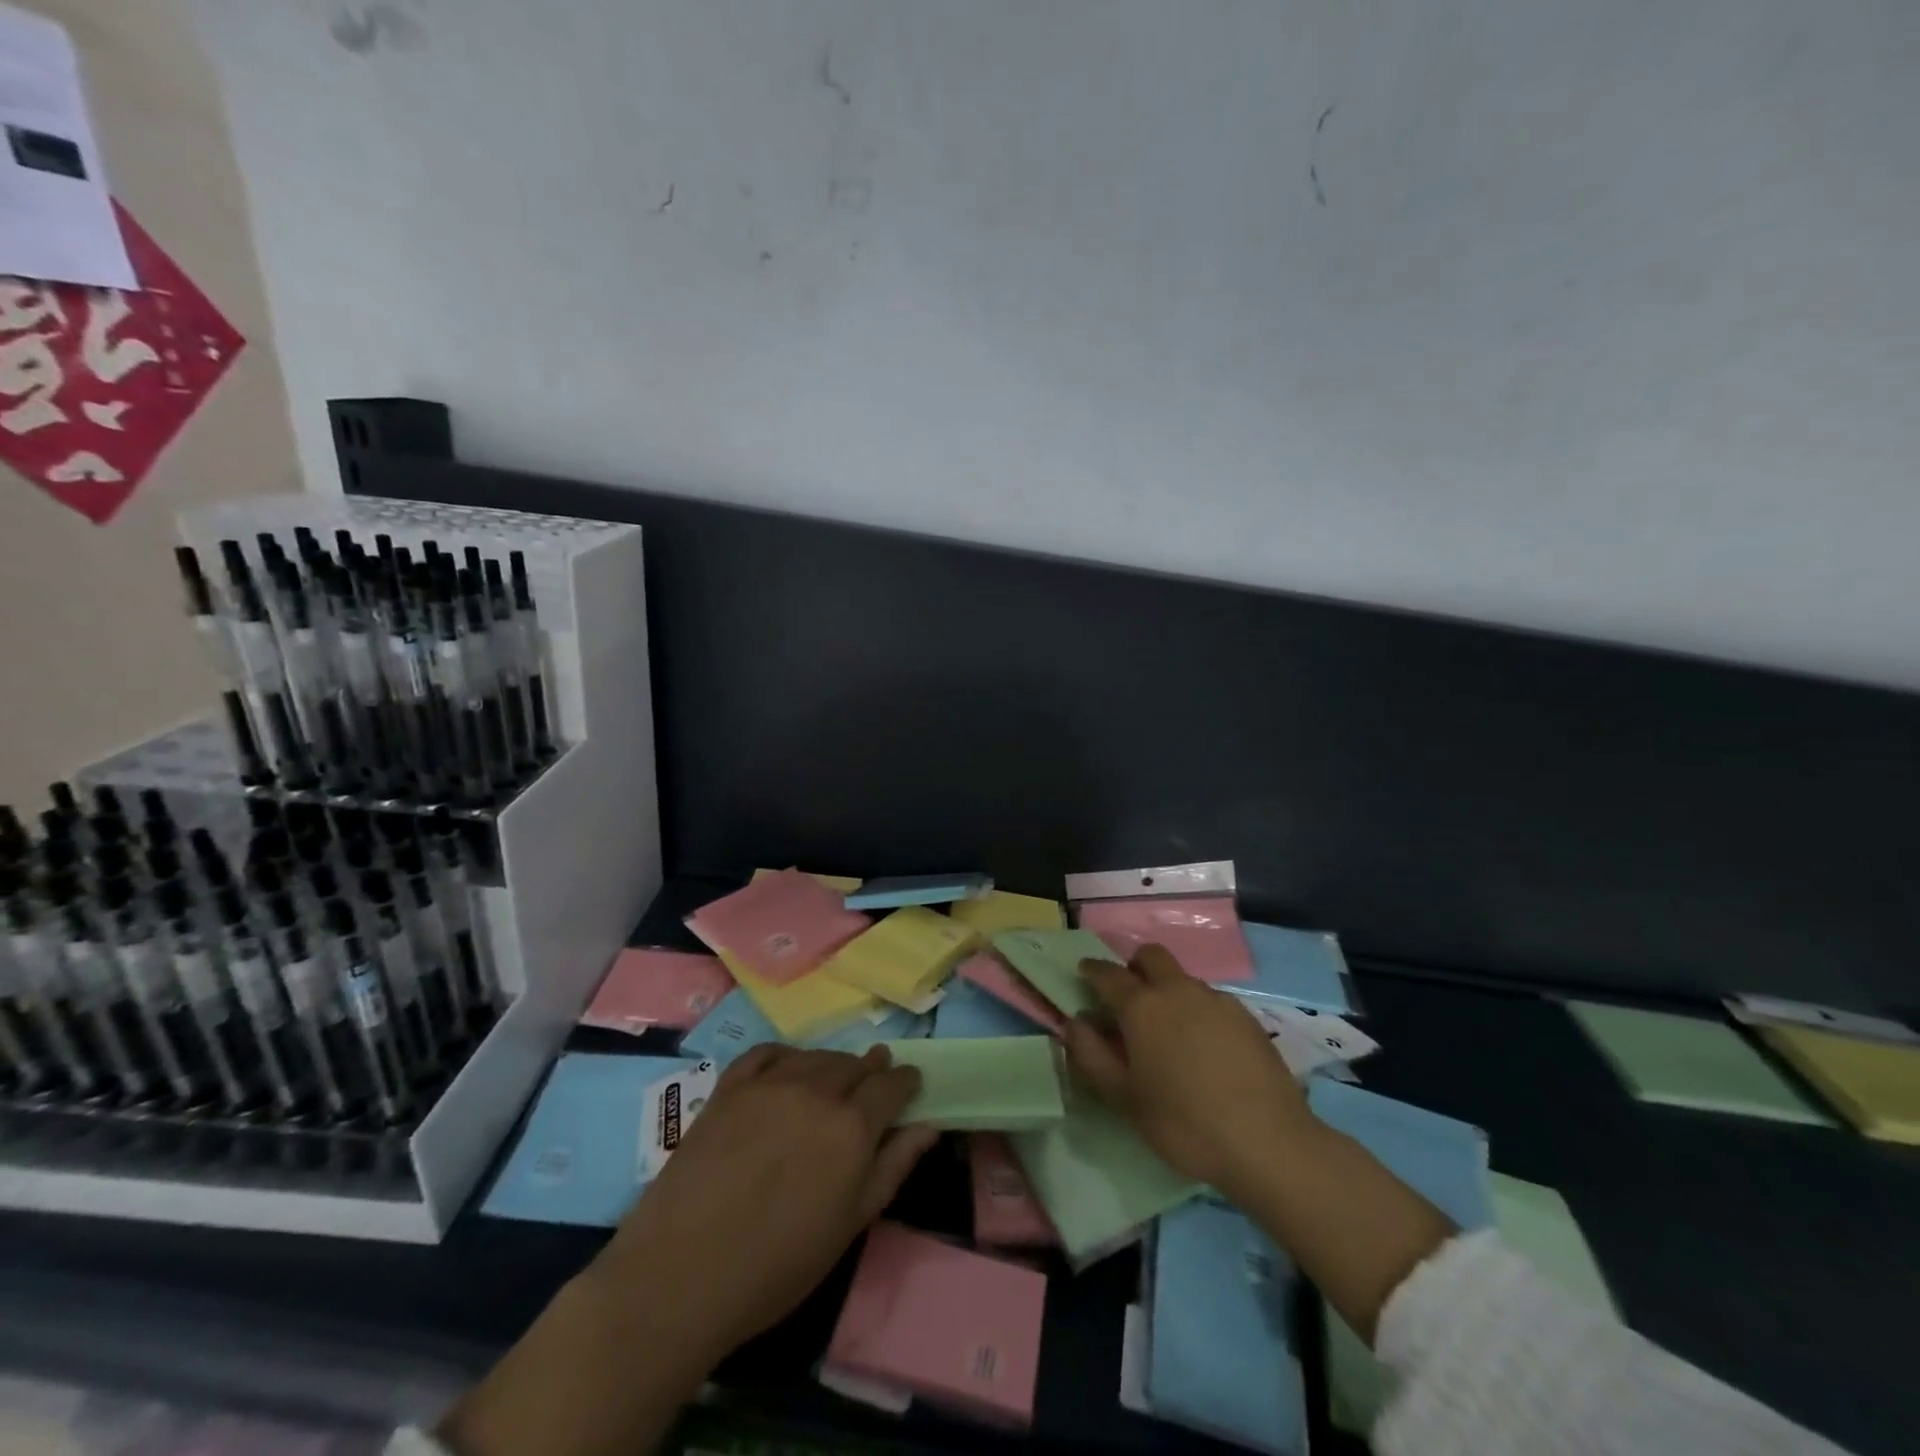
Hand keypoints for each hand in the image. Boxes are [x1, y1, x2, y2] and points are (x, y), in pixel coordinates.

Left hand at [599, 1044, 938, 1363]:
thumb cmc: (777, 1265)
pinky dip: (788, 1056)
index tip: (910, 1083)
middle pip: (855, 1065)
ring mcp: (770, 1083)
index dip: (905, 1081)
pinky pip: (768, 1053)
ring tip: (835, 1079)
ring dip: (833, 1064)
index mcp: (852, 1126)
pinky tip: (788, 1068)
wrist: (681, 1273)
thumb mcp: (849, 1225)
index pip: (891, 1085)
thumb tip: (928, 1126)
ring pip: (816, 1056)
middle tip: (874, 1082)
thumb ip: (893, 1167)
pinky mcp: (730, 1086)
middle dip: (871, 1070)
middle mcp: (816, 1091)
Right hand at [1064, 943, 1314, 1202]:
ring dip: (1168, 990)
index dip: (1092, 970)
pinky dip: (1198, 1011)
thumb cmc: (1184, 1123)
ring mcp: (1216, 1000)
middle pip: (1151, 956)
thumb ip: (1092, 1056)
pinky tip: (1206, 1049)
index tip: (1084, 973)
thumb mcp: (1125, 1099)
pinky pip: (1211, 1000)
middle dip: (1135, 966)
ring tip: (1171, 1032)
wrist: (1268, 1142)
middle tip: (1130, 997)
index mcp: (1142, 1006)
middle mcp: (1177, 990)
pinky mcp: (1246, 1016)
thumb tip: (1075, 1023)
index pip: (1108, 974)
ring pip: (1183, 979)